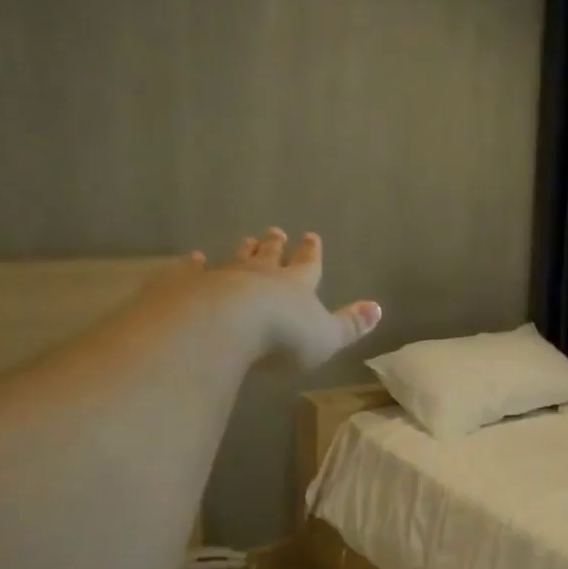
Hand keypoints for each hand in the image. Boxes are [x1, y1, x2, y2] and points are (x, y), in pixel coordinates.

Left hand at [163, 228, 381, 370]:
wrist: (223, 326)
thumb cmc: (282, 336)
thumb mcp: (326, 337)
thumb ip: (351, 324)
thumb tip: (378, 307)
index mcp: (296, 286)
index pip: (308, 265)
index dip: (311, 253)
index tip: (311, 236)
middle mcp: (261, 276)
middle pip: (270, 256)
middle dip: (275, 245)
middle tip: (275, 231)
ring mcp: (223, 277)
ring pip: (236, 259)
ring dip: (244, 250)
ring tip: (247, 238)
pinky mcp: (189, 286)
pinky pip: (193, 271)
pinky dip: (194, 264)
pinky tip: (194, 258)